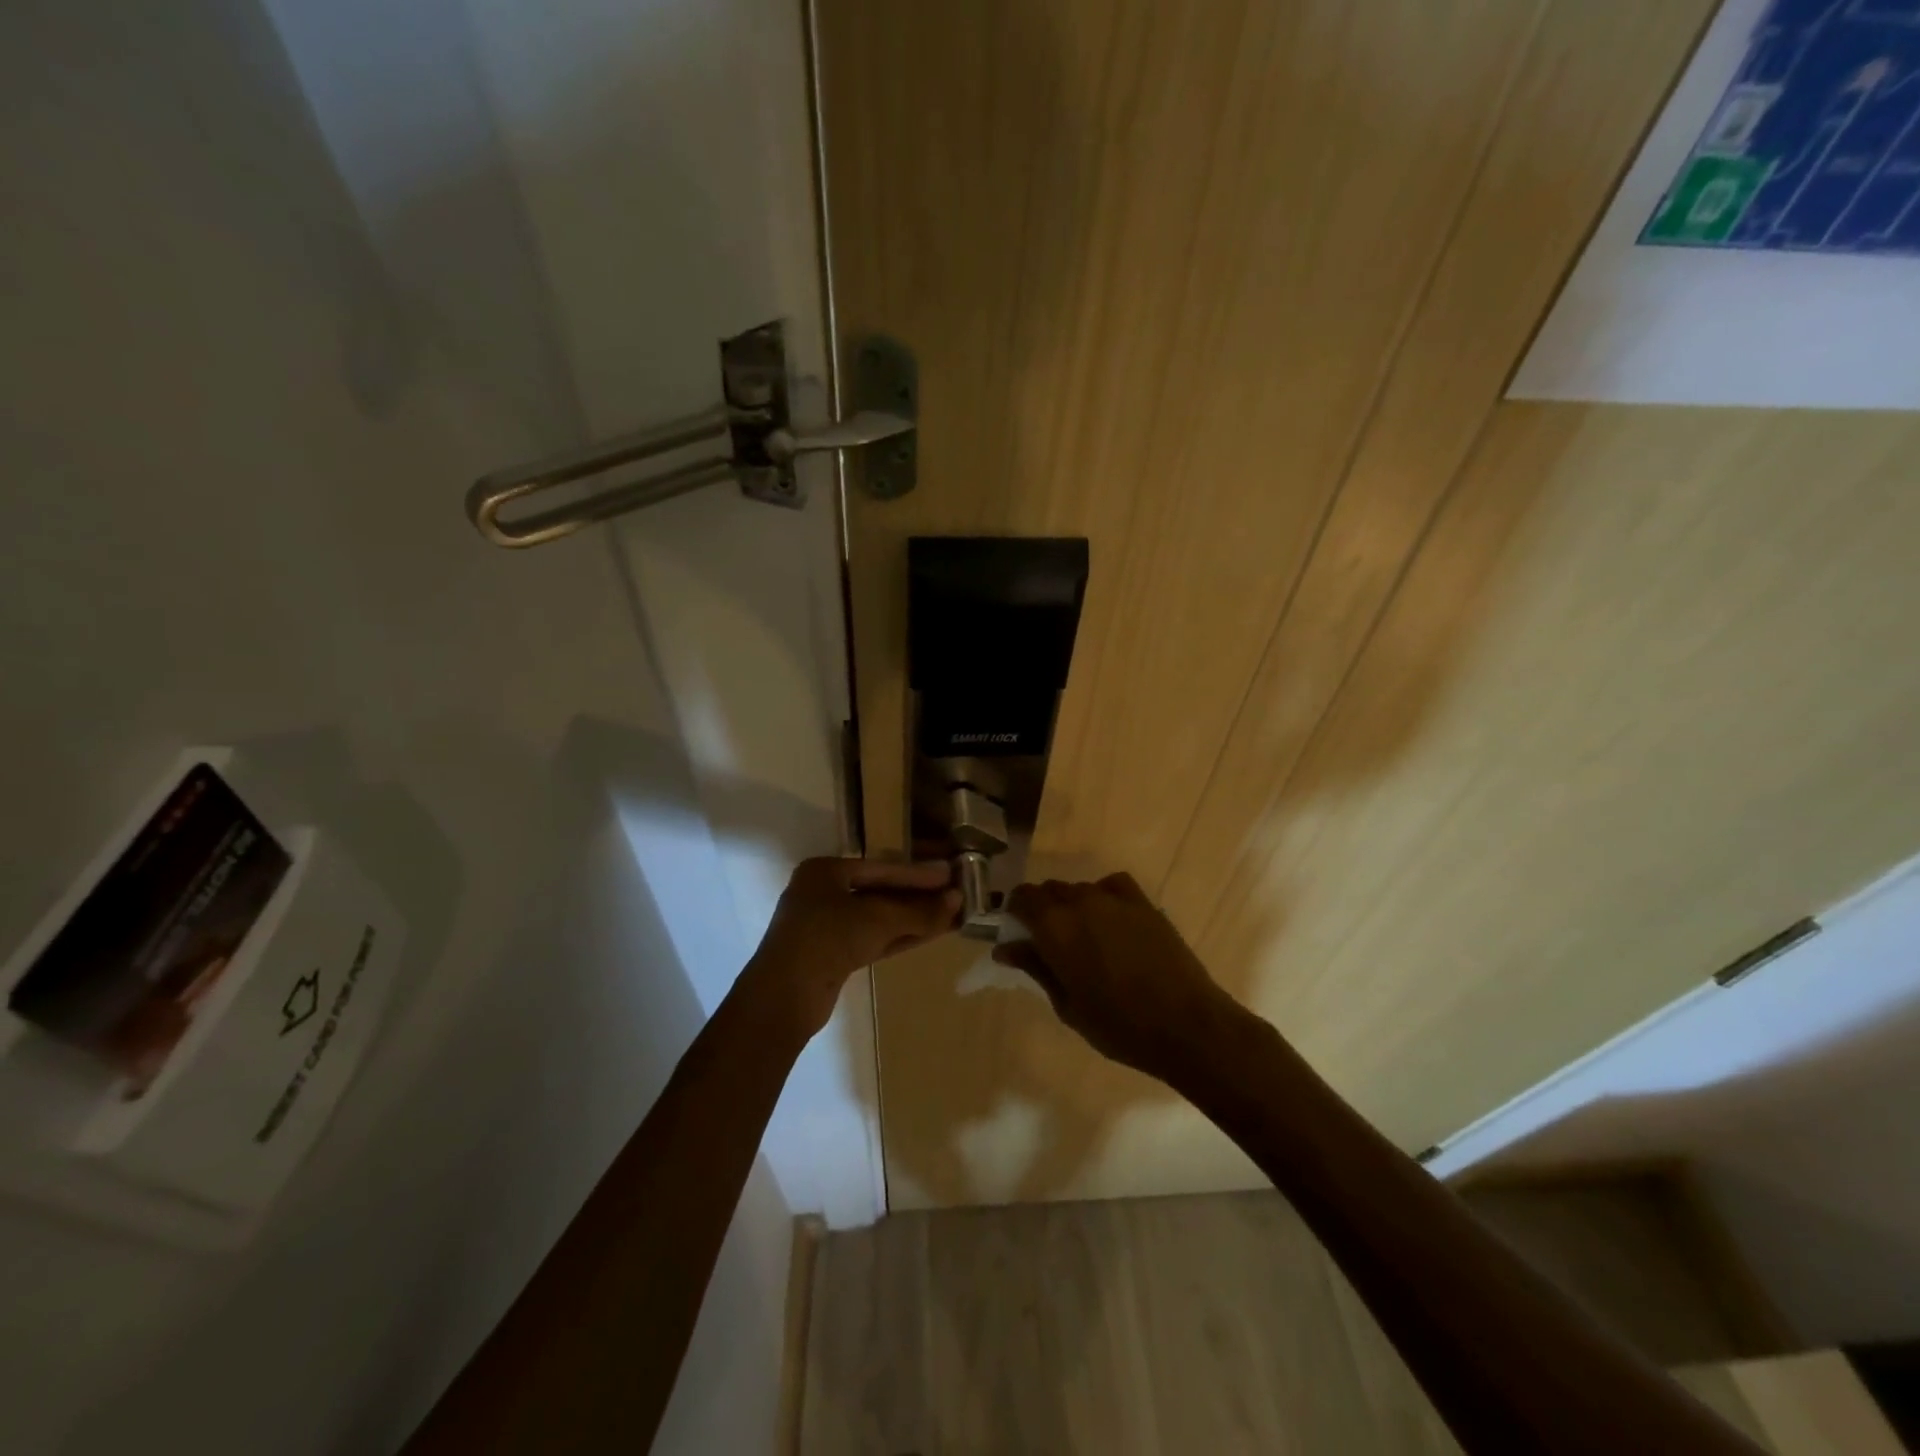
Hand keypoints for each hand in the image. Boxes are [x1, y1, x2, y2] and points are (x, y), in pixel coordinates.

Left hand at [746, 857, 959, 1036]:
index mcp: (825, 871)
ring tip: (952, 915)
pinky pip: (874, 939)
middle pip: (881, 892)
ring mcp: (827, 927)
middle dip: (918, 897)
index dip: (918, 874)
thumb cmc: (827, 939)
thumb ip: (918, 911)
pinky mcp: (834, 956)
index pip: (881, 868)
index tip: (950, 874)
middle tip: (955, 895)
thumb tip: (957, 901)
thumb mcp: (877, 919)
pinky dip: (901, 936)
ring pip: (879, 919)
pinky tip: (932, 934)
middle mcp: (824, 894)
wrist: (783, 997)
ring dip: (914, 919)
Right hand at [993, 872, 1242, 1083]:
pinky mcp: (1143, 902)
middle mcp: (1080, 902)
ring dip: (1070, 905)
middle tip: (1047, 942)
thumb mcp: (1067, 1005)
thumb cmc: (1119, 1026)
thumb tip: (1005, 948)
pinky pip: (1111, 885)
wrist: (1186, 1025)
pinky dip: (1102, 896)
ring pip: (1078, 889)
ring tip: (1082, 937)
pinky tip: (1108, 920)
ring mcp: (1114, 899)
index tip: (1017, 933)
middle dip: (1041, 909)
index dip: (1014, 912)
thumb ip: (1036, 968)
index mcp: (1055, 927)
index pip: (1021, 898)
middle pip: (1049, 890)